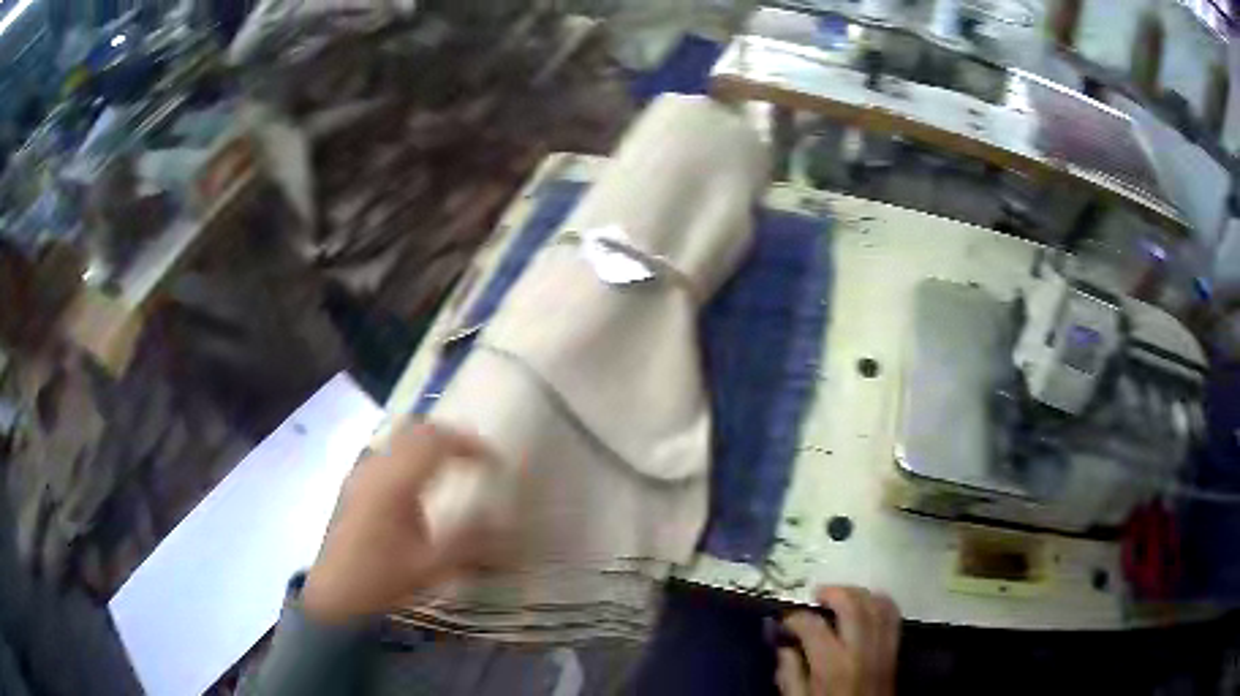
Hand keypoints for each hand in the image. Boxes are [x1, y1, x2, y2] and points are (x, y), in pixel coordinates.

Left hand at [302, 421, 495, 624]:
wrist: (334, 594)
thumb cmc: (381, 580)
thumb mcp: (430, 567)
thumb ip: (469, 541)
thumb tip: (505, 521)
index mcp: (395, 483)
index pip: (437, 442)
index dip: (471, 445)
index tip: (496, 462)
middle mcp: (376, 467)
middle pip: (417, 430)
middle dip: (452, 437)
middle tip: (477, 457)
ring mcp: (362, 472)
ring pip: (400, 437)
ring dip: (430, 443)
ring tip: (454, 464)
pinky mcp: (355, 483)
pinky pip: (389, 451)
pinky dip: (412, 454)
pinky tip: (420, 482)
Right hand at [775, 586, 900, 695]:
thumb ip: (789, 675)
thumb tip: (784, 647)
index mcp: (832, 665)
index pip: (813, 626)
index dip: (794, 617)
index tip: (785, 621)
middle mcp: (861, 649)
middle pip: (852, 604)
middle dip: (833, 592)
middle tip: (817, 595)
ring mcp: (882, 647)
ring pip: (876, 604)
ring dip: (858, 593)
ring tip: (840, 596)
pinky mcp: (895, 649)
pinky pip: (893, 615)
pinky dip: (881, 602)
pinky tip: (867, 604)